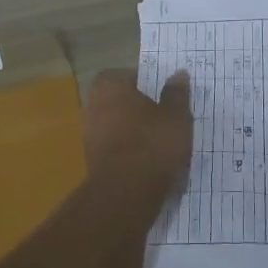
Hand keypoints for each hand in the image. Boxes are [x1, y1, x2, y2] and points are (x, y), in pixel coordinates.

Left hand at [83, 69, 192, 197]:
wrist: (125, 194)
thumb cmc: (151, 144)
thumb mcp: (175, 115)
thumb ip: (176, 94)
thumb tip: (178, 74)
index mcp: (109, 85)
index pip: (129, 75)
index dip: (149, 84)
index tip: (167, 96)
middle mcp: (93, 105)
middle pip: (123, 102)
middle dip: (143, 109)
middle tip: (168, 118)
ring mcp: (90, 135)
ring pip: (120, 126)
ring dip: (138, 133)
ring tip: (164, 143)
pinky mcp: (93, 161)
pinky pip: (118, 149)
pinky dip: (132, 152)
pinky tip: (152, 162)